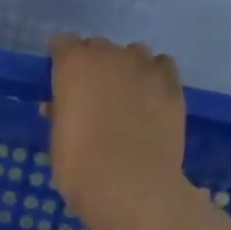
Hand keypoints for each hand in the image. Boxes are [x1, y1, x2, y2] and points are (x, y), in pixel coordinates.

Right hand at [44, 34, 187, 229]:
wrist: (130, 185)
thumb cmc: (80, 167)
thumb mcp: (58, 141)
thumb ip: (59, 115)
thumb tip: (58, 107)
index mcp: (73, 66)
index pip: (63, 44)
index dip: (60, 60)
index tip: (59, 79)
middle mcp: (110, 57)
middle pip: (98, 46)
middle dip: (93, 64)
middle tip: (91, 94)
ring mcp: (145, 69)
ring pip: (134, 53)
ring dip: (125, 67)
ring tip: (124, 94)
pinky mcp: (172, 86)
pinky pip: (162, 67)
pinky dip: (153, 76)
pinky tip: (150, 97)